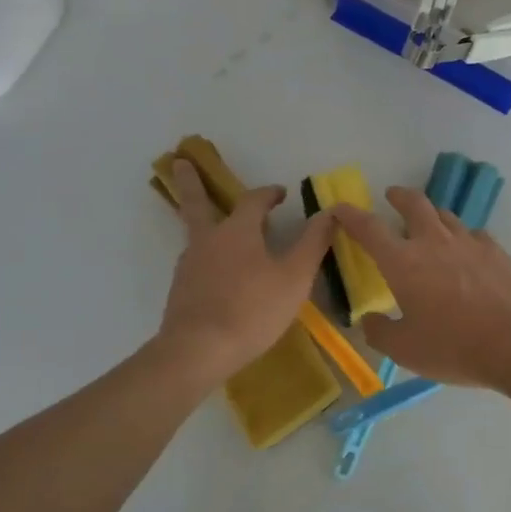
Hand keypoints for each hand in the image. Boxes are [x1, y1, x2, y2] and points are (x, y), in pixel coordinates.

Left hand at [159, 160, 335, 381]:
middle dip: (191, 182)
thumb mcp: (295, 277)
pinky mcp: (181, 290)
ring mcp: (189, 265)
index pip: (253, 200)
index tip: (280, 193)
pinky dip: (205, 255)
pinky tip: (216, 272)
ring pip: (196, 234)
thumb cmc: (253, 309)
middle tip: (179, 161)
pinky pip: (195, 262)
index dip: (268, 193)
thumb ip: (313, 243)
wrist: (198, 351)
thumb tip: (332, 212)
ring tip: (213, 224)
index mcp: (237, 230)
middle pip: (197, 203)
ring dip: (202, 221)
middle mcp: (208, 240)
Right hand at [332, 188, 510, 387]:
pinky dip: (461, 236)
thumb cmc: (454, 346)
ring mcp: (468, 242)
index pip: (369, 229)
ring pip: (445, 215)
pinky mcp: (496, 251)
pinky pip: (473, 233)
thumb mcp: (406, 350)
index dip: (351, 216)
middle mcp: (434, 242)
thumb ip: (380, 332)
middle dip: (399, 196)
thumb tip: (369, 320)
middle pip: (414, 204)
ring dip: (431, 214)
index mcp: (403, 262)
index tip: (340, 208)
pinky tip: (465, 250)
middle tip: (392, 196)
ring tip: (428, 223)